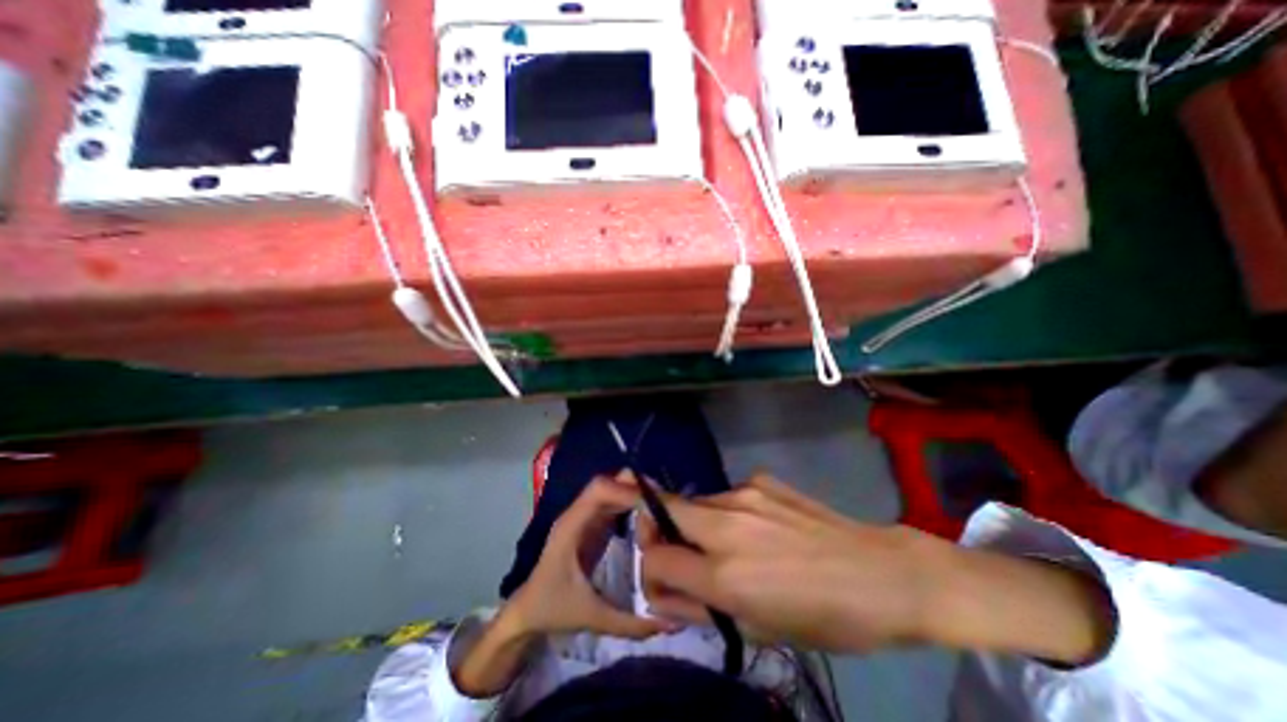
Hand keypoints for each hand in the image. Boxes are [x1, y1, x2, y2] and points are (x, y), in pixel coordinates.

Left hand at [510, 479, 678, 637]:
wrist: (526, 612)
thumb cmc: (553, 610)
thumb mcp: (593, 619)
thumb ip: (631, 623)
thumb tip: (672, 621)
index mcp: (571, 526)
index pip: (600, 490)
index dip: (628, 490)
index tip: (657, 505)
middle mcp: (577, 513)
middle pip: (608, 482)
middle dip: (637, 488)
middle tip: (667, 506)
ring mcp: (584, 515)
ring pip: (612, 489)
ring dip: (636, 494)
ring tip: (664, 510)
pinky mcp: (591, 521)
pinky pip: (614, 501)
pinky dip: (632, 503)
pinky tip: (650, 518)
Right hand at [644, 477, 1116, 663]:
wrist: (881, 574)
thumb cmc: (823, 617)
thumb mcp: (757, 630)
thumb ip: (699, 609)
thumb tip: (661, 592)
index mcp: (725, 574)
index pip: (654, 558)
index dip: (648, 570)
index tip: (660, 578)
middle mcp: (725, 524)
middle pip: (662, 508)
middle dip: (653, 525)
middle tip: (667, 543)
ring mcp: (743, 493)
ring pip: (695, 503)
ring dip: (695, 522)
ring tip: (727, 543)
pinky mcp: (760, 479)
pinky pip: (726, 495)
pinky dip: (725, 512)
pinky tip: (757, 526)